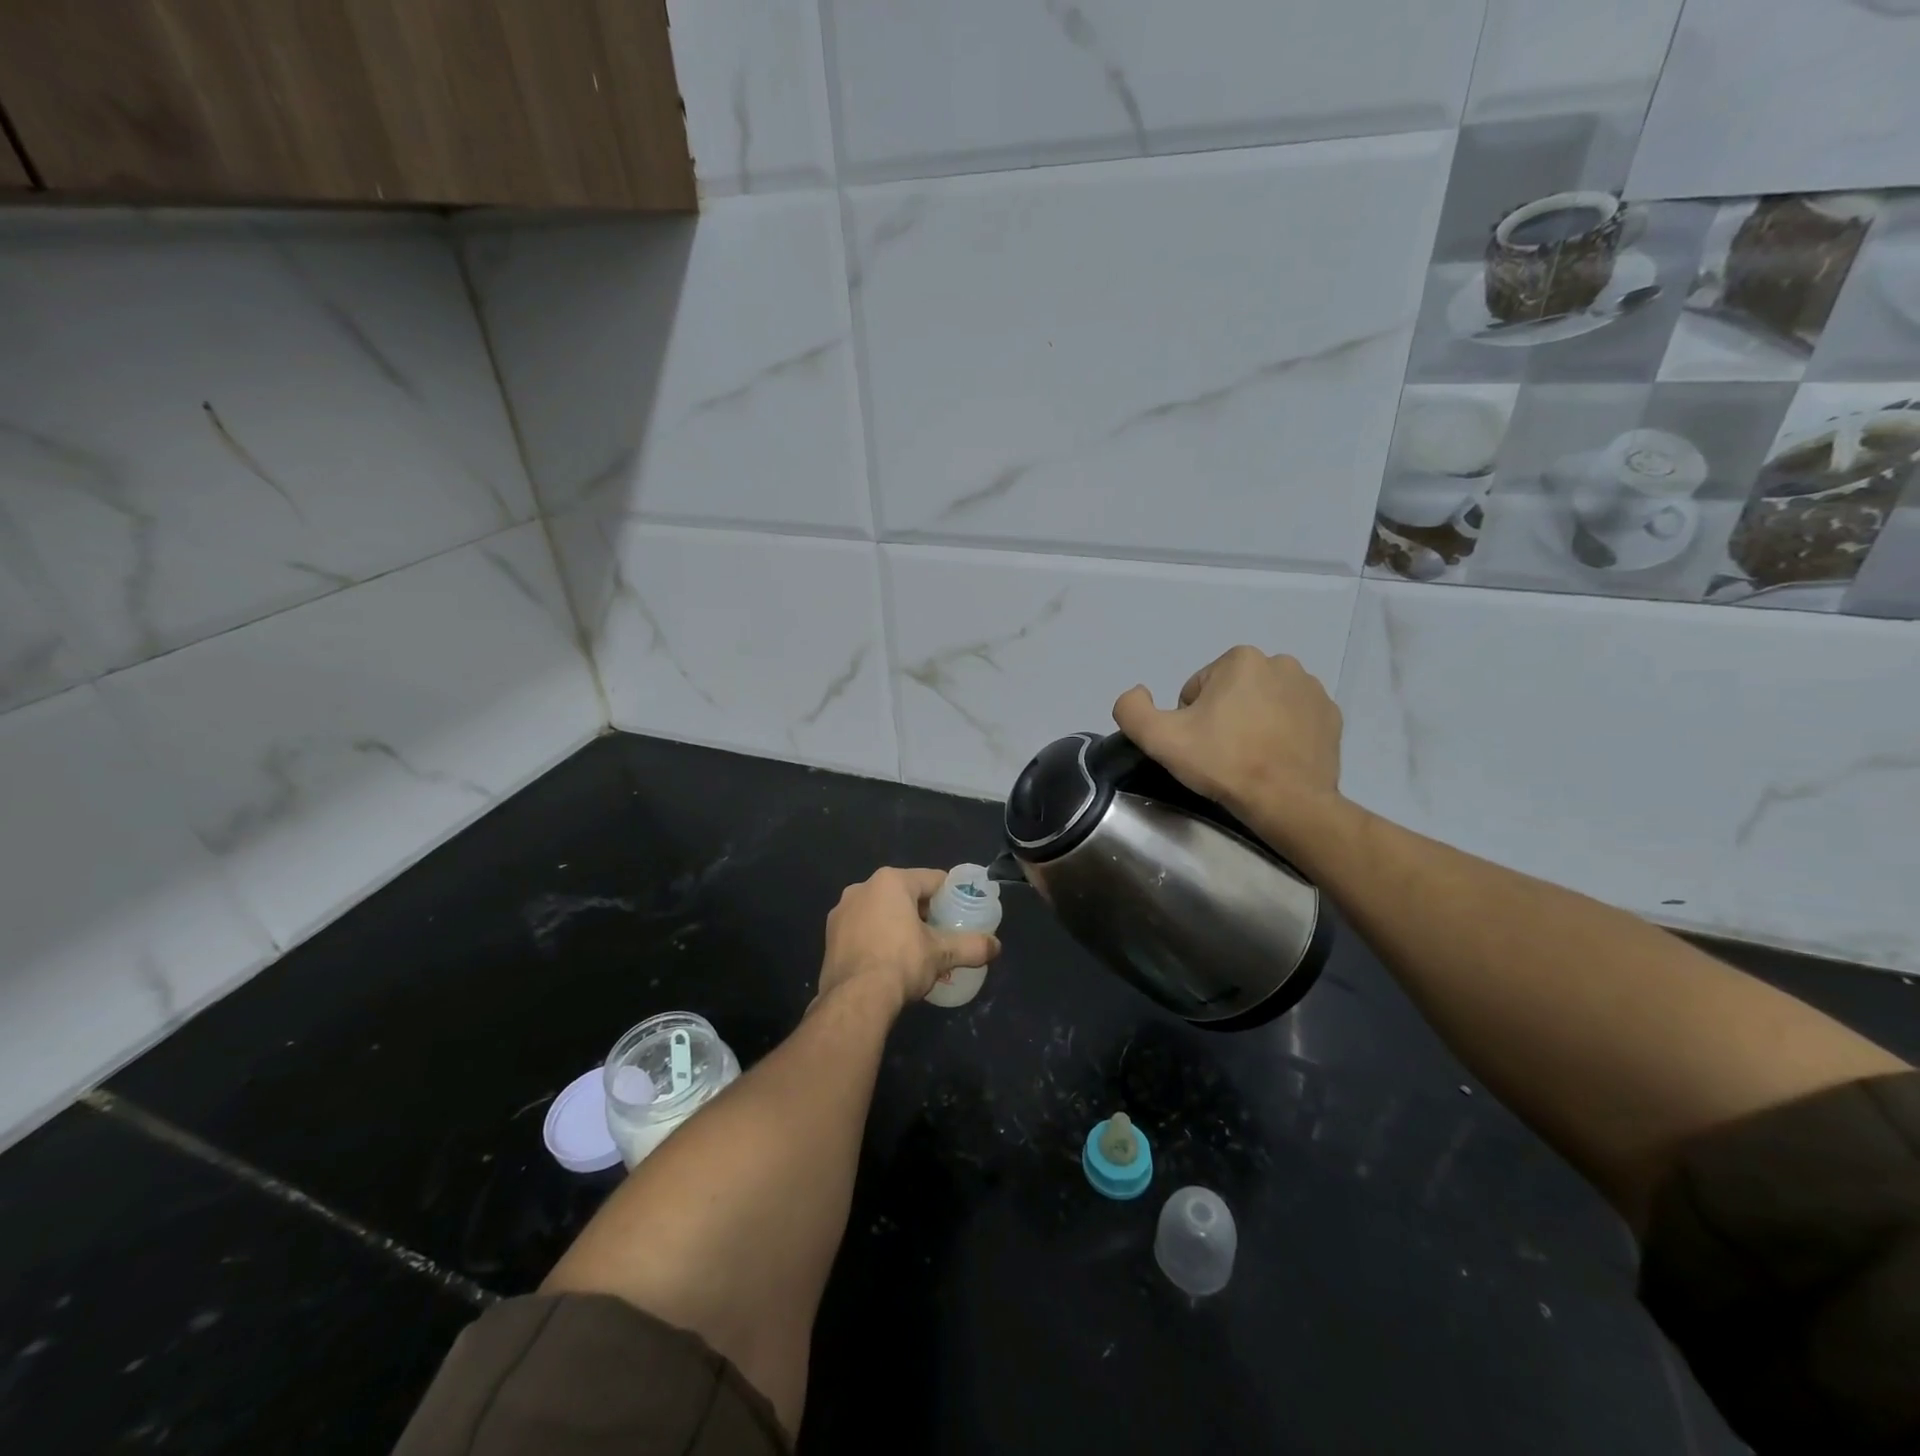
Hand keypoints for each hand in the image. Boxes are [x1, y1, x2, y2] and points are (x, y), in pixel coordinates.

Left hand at [819, 867, 1002, 1014]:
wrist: (855, 999)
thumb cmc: (901, 962)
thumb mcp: (941, 954)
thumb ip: (971, 946)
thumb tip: (997, 946)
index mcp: (890, 882)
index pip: (931, 879)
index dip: (949, 894)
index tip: (960, 911)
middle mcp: (862, 888)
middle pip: (903, 894)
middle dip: (922, 911)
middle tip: (939, 933)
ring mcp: (841, 912)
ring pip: (880, 911)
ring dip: (897, 924)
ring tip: (914, 950)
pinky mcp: (830, 936)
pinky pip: (862, 929)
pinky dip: (876, 938)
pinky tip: (887, 961)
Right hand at [1112, 646, 1343, 833]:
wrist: (1288, 801)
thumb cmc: (1223, 763)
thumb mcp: (1159, 738)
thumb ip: (1132, 709)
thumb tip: (1137, 693)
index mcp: (1240, 659)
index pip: (1197, 690)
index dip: (1189, 720)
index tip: (1199, 746)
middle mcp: (1280, 663)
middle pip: (1231, 693)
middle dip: (1222, 718)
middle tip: (1221, 755)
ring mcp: (1312, 690)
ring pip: (1263, 704)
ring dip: (1252, 724)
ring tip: (1249, 759)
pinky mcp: (1331, 717)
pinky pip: (1293, 720)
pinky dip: (1281, 734)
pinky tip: (1274, 760)